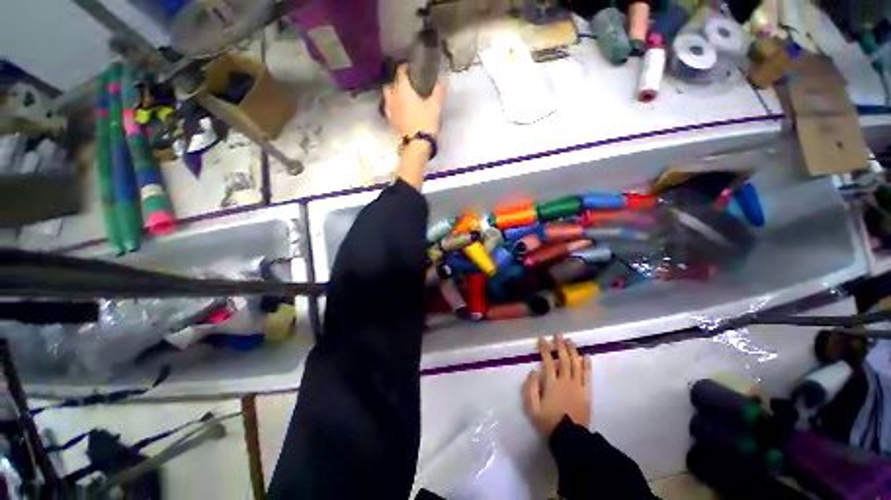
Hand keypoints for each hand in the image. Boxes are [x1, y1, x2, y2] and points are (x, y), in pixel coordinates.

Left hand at [383, 64, 445, 138]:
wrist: (417, 143)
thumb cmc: (425, 122)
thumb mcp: (435, 106)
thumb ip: (438, 91)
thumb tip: (443, 80)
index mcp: (403, 89)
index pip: (401, 72)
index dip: (405, 68)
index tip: (411, 68)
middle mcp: (393, 97)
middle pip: (391, 84)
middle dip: (396, 82)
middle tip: (406, 84)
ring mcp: (390, 110)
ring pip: (387, 97)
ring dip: (392, 94)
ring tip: (400, 96)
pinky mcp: (391, 122)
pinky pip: (388, 110)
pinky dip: (392, 107)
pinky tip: (398, 110)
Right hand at [523, 335, 591, 436]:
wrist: (570, 437)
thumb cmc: (548, 421)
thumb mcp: (532, 407)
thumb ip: (531, 388)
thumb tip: (533, 371)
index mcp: (552, 383)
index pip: (548, 361)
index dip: (545, 349)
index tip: (542, 339)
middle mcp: (566, 381)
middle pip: (564, 359)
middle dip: (560, 345)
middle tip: (558, 334)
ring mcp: (578, 386)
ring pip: (576, 364)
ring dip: (573, 351)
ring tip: (570, 340)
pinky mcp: (587, 392)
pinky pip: (587, 376)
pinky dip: (587, 365)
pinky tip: (586, 356)